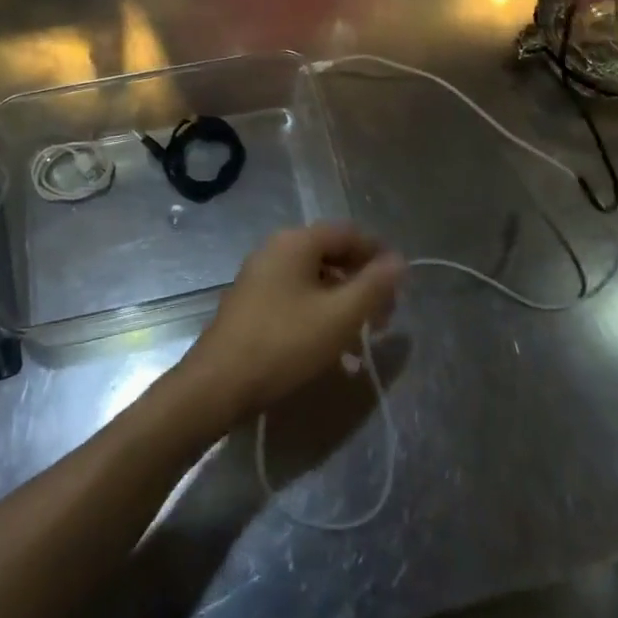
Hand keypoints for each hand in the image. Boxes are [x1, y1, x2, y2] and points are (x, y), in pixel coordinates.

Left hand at [174, 224, 404, 428]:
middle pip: (332, 254)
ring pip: (315, 278)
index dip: (379, 254)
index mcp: (296, 242)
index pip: (349, 233)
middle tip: (385, 316)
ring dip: (343, 301)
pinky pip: (297, 296)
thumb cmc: (284, 343)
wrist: (218, 385)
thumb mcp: (339, 316)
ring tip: (363, 336)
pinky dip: (320, 313)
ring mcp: (261, 276)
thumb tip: (399, 261)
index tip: (400, 285)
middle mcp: (277, 249)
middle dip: (362, 282)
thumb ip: (374, 286)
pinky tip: (332, 348)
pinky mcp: (253, 303)